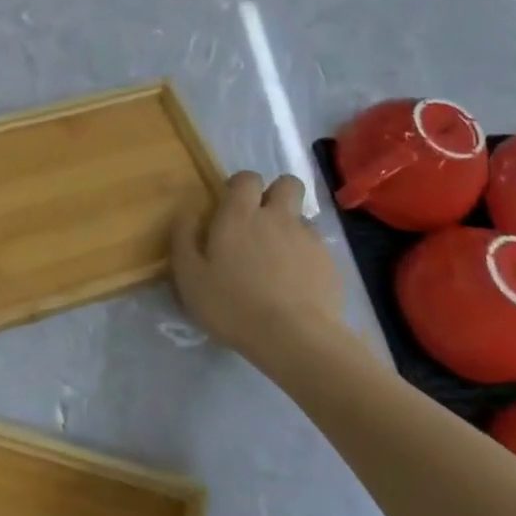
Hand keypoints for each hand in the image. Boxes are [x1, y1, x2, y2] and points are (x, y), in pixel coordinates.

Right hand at [169, 172, 349, 372]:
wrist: (294, 338)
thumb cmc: (232, 305)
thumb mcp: (190, 275)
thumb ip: (184, 237)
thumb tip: (187, 210)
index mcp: (240, 215)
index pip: (247, 177)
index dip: (240, 186)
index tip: (230, 206)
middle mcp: (277, 217)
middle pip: (287, 184)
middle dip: (276, 194)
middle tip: (261, 222)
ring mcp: (308, 239)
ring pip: (302, 218)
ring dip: (290, 229)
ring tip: (278, 261)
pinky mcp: (330, 263)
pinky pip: (316, 248)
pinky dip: (305, 258)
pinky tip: (296, 285)